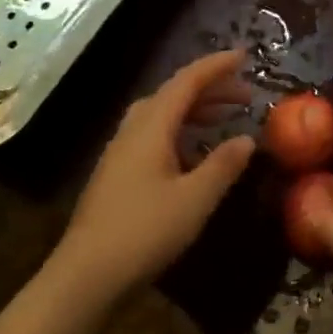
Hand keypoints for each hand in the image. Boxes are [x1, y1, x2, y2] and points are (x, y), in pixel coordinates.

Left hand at [56, 50, 255, 305]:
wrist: (84, 277)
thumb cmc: (143, 232)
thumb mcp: (195, 199)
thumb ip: (224, 165)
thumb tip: (248, 139)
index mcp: (152, 127)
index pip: (187, 81)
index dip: (217, 66)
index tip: (245, 55)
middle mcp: (133, 131)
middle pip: (173, 94)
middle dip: (210, 88)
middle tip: (245, 95)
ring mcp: (120, 153)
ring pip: (161, 115)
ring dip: (194, 109)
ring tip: (224, 118)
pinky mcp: (116, 175)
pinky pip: (153, 135)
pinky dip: (180, 131)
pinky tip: (194, 154)